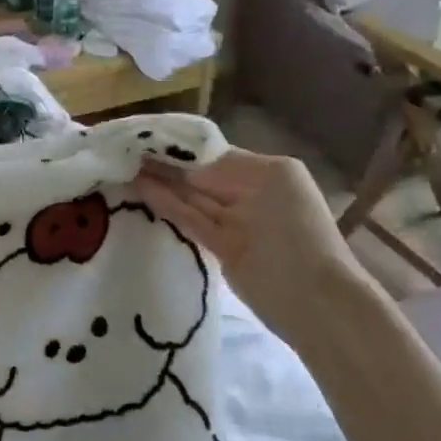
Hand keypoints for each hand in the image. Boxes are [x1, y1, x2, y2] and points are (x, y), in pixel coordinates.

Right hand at [131, 150, 364, 331]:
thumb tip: (176, 167)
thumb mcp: (267, 183)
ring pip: (192, 198)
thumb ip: (220, 172)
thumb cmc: (299, 235)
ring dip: (161, 185)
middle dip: (166, 165)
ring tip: (124, 169)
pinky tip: (142, 191)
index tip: (145, 138)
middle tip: (125, 152)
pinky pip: (192, 220)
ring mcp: (236, 222)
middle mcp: (250, 192)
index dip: (179, 147)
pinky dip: (169, 207)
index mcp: (267, 171)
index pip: (212, 153)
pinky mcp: (223, 247)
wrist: (316, 302)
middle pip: (199, 175)